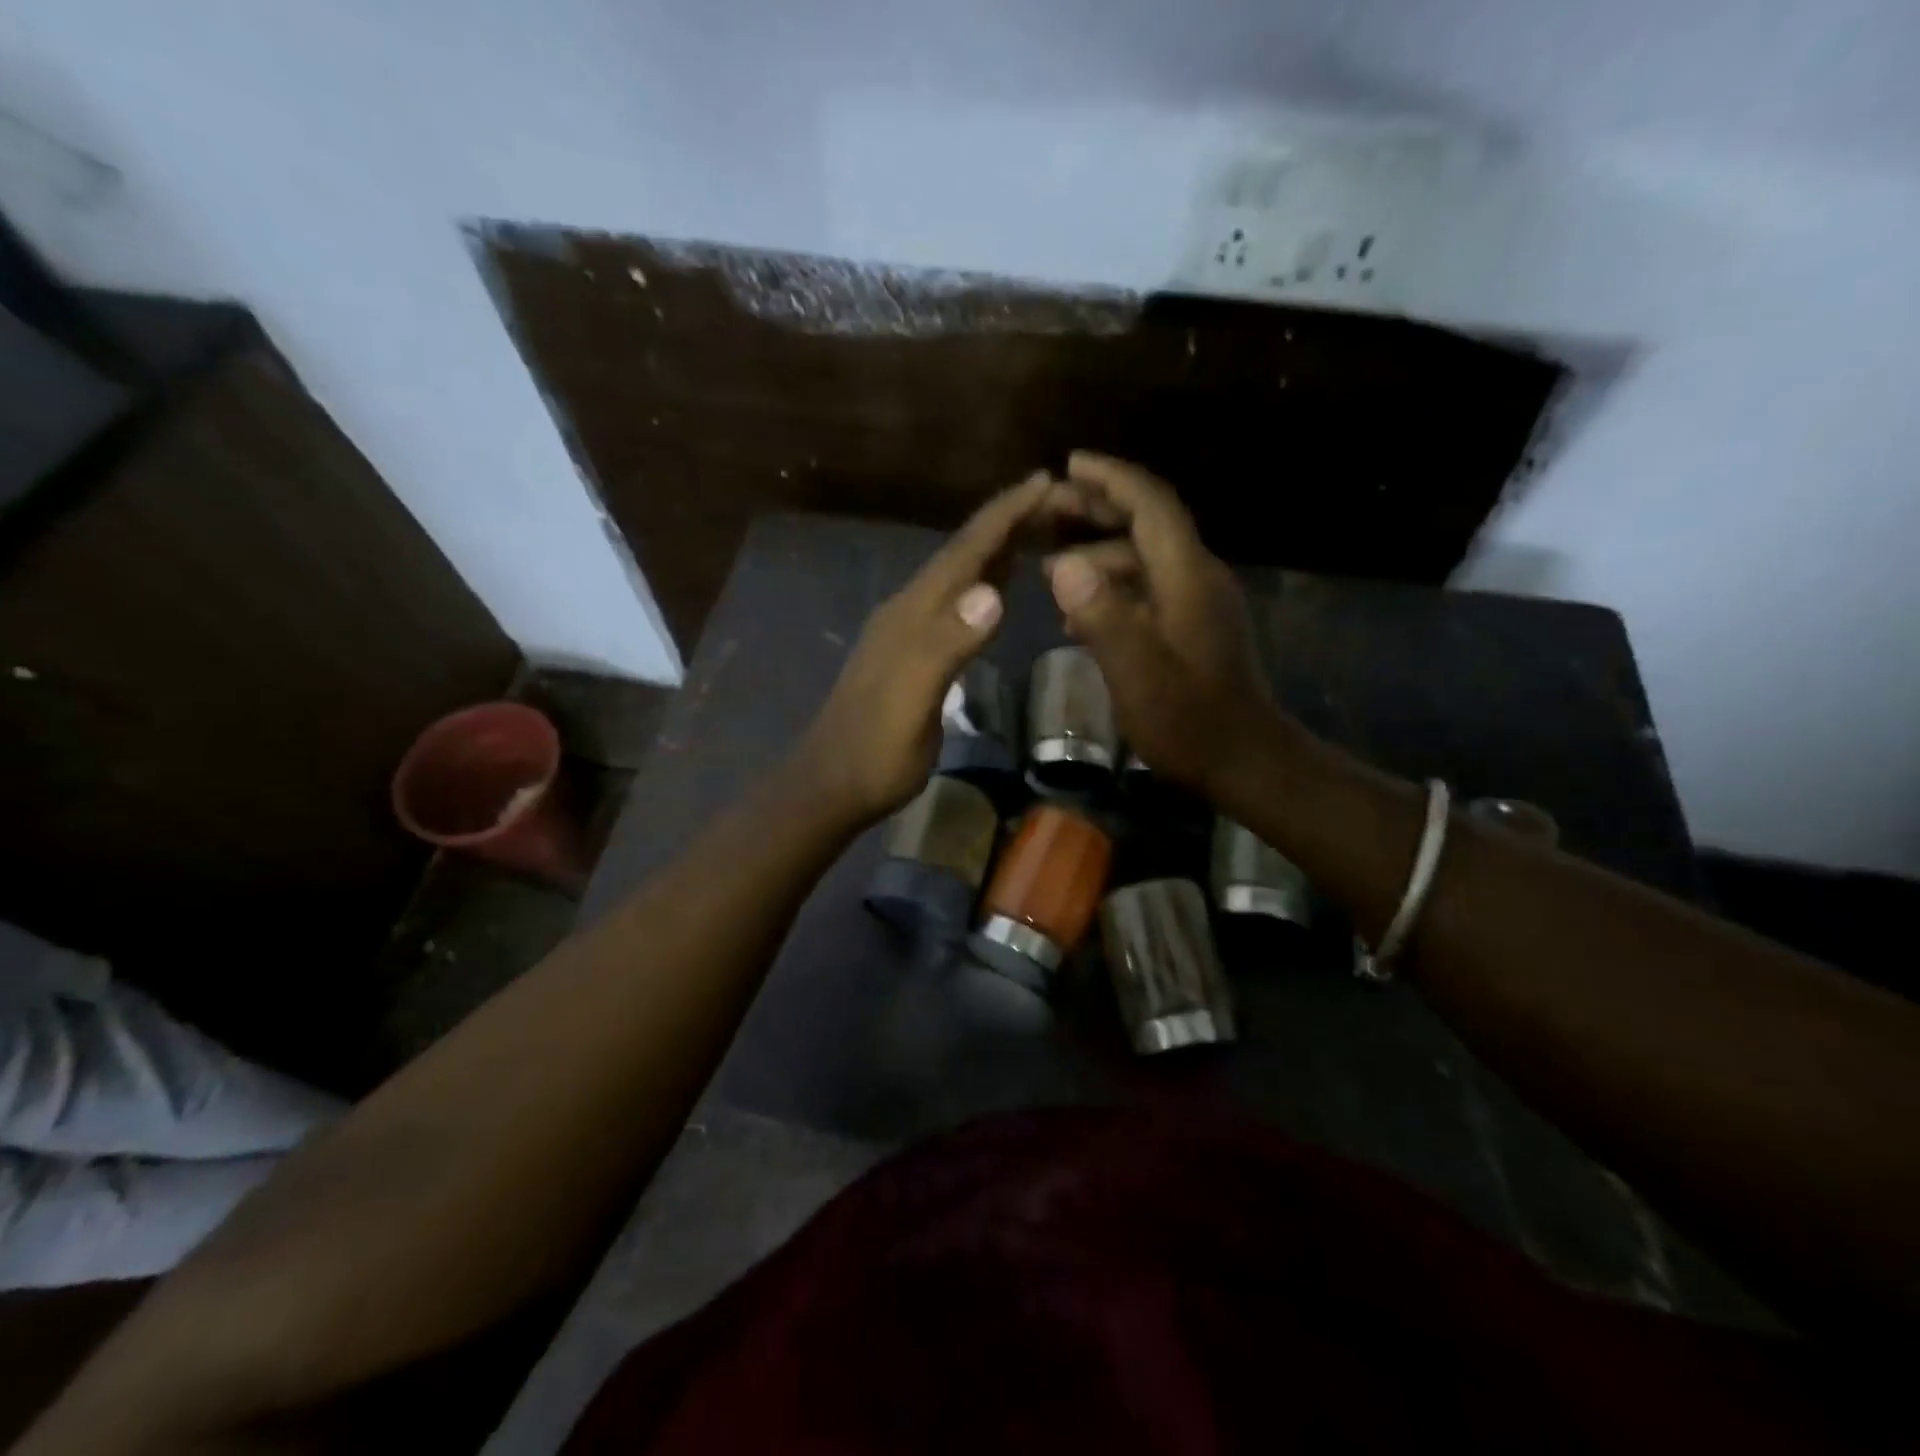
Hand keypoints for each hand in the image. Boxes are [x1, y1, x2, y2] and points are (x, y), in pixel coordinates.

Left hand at [794, 473, 1053, 824]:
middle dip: (1007, 522)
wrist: (833, 784)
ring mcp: (910, 633)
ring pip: (960, 577)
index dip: (1003, 515)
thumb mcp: (912, 699)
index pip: (964, 552)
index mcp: (913, 613)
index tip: (1044, 479)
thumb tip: (992, 593)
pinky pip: (956, 606)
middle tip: (1057, 499)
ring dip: (997, 550)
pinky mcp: (914, 655)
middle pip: (962, 555)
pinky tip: (999, 588)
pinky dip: (984, 586)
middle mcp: (910, 611)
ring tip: (1039, 528)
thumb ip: (947, 645)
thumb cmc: (876, 750)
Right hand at [1045, 452, 1295, 794]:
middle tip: (1047, 509)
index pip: (1150, 505)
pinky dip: (1111, 587)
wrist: (1243, 762)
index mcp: (1186, 577)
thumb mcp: (1137, 674)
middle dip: (1098, 508)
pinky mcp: (1193, 627)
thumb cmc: (1189, 723)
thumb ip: (1102, 616)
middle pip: (1147, 524)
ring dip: (1098, 553)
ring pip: (1143, 558)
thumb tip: (1062, 565)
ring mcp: (1197, 602)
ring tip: (1049, 565)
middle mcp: (1197, 577)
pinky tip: (1078, 613)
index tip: (1069, 464)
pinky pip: (1147, 588)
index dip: (1111, 478)